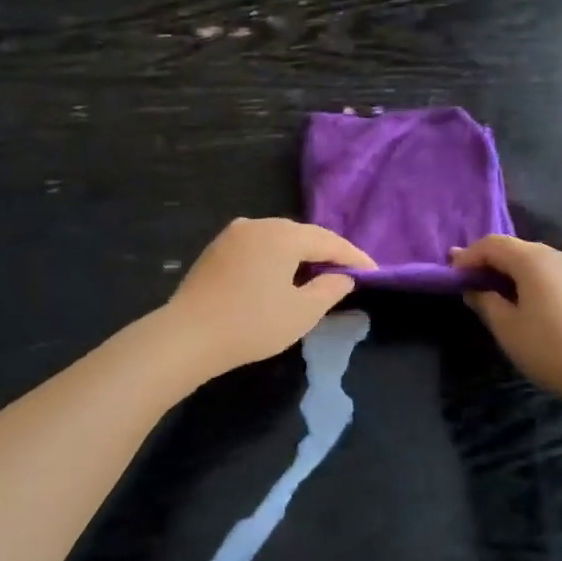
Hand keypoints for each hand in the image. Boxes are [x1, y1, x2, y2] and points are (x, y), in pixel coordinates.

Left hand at [163, 218, 373, 378]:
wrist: (188, 335)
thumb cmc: (251, 324)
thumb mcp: (301, 312)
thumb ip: (329, 290)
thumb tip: (342, 277)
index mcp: (282, 235)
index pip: (328, 241)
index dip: (353, 257)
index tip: (374, 272)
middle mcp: (258, 224)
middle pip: (302, 235)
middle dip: (327, 252)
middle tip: (348, 272)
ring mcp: (233, 234)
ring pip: (278, 238)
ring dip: (300, 254)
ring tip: (318, 274)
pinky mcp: (217, 249)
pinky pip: (258, 246)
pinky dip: (276, 257)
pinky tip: (281, 274)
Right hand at [449, 235, 561, 402]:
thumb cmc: (551, 349)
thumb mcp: (507, 328)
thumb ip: (486, 301)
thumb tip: (475, 289)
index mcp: (535, 260)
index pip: (493, 244)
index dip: (469, 256)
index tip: (452, 272)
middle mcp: (560, 256)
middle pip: (518, 249)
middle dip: (492, 262)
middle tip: (472, 281)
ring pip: (540, 263)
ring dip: (516, 273)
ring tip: (501, 295)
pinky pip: (558, 276)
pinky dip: (538, 283)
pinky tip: (534, 305)